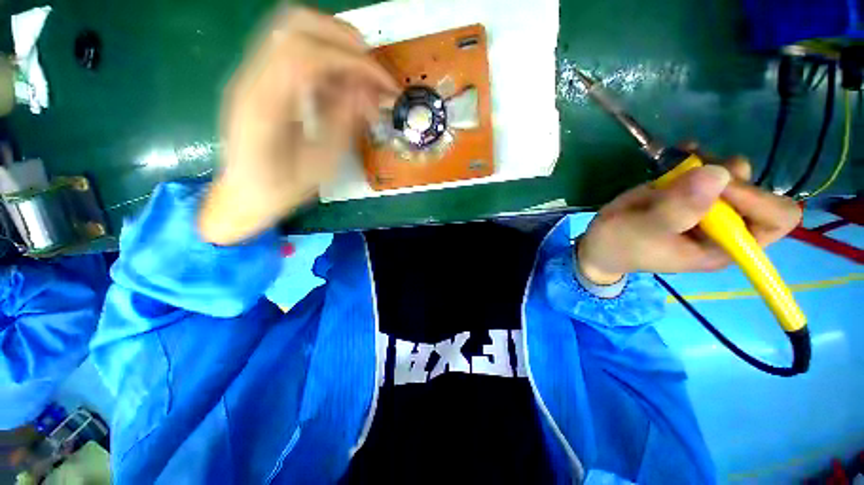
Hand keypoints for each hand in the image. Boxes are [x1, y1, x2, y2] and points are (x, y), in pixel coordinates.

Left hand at [199, 7, 397, 244]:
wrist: (243, 194)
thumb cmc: (282, 189)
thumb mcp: (320, 165)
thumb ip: (343, 123)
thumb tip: (368, 91)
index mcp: (264, 105)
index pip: (308, 55)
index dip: (354, 62)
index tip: (384, 84)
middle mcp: (251, 78)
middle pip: (295, 24)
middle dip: (344, 41)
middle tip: (372, 72)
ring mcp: (251, 73)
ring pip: (293, 29)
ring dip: (335, 45)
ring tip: (360, 79)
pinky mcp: (259, 77)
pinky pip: (294, 51)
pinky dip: (325, 61)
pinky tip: (340, 89)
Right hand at [578, 150, 801, 284]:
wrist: (600, 242)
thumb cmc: (620, 244)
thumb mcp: (643, 231)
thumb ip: (677, 209)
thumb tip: (718, 173)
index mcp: (726, 246)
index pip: (776, 218)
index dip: (756, 198)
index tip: (716, 187)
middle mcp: (728, 226)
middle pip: (758, 190)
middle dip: (727, 177)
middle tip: (691, 173)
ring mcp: (711, 207)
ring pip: (734, 173)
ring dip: (710, 162)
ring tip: (680, 161)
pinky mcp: (692, 192)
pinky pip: (709, 167)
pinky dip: (697, 155)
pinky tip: (680, 152)